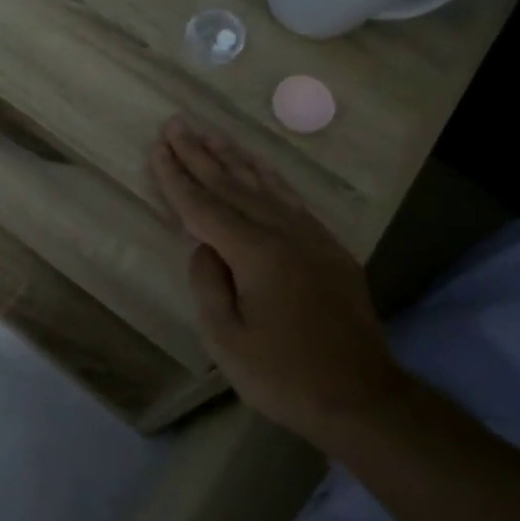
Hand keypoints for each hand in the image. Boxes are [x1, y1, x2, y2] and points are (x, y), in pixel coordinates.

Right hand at [149, 116, 408, 446]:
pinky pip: (292, 200)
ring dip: (234, 157)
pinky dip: (270, 178)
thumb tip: (203, 248)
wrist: (361, 396)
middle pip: (233, 185)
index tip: (158, 147)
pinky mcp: (329, 248)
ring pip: (265, 185)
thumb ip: (208, 285)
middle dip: (200, 154)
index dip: (177, 177)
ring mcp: (311, 238)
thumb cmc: (284, 375)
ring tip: (212, 133)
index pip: (205, 207)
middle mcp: (284, 233)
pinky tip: (259, 167)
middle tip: (177, 124)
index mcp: (256, 254)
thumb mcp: (227, 340)